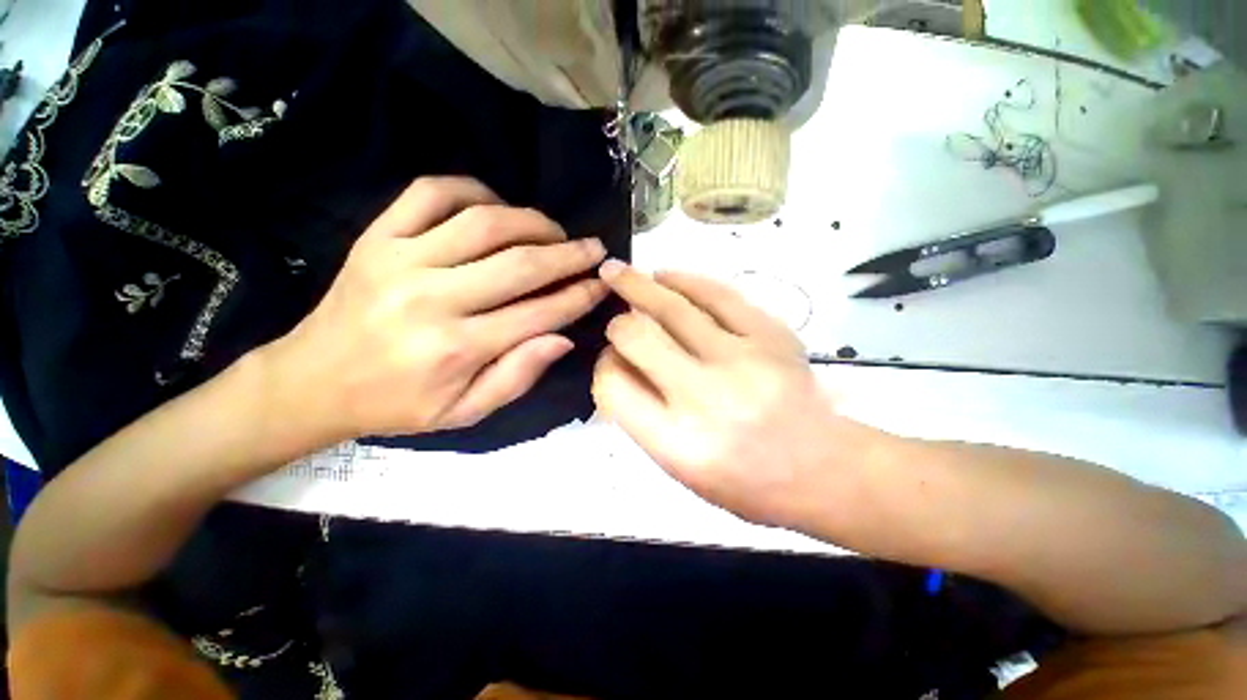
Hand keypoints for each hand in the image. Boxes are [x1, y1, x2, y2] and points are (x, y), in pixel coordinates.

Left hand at [264, 177, 608, 442]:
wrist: (313, 381)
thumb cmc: (397, 404)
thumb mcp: (465, 412)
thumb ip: (517, 376)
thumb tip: (563, 338)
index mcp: (457, 349)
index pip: (539, 313)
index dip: (578, 296)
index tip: (602, 283)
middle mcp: (433, 299)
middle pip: (520, 264)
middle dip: (568, 254)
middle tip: (593, 249)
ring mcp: (400, 259)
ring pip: (485, 222)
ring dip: (532, 221)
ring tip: (554, 231)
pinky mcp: (376, 236)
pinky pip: (431, 192)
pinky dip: (473, 189)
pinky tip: (497, 205)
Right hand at [592, 261, 884, 530]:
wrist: (823, 469)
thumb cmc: (746, 482)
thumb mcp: (680, 469)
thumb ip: (642, 417)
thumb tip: (618, 361)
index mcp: (678, 443)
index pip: (614, 386)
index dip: (604, 366)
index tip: (611, 360)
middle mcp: (706, 398)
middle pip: (637, 338)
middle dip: (618, 325)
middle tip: (617, 321)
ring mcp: (742, 360)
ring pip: (673, 307)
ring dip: (637, 285)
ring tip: (617, 271)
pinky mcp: (771, 336)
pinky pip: (718, 295)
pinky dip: (684, 280)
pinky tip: (665, 276)